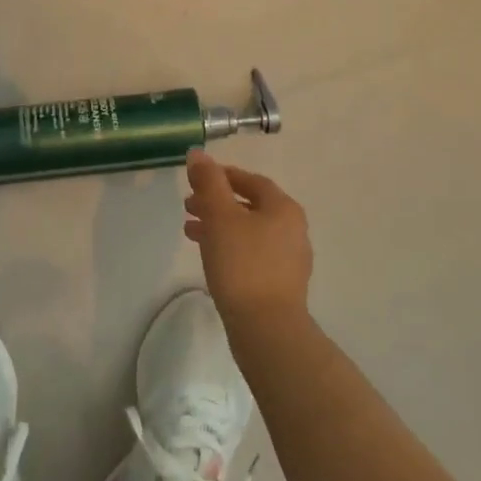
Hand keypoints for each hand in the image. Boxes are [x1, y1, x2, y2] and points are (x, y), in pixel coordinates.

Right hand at [184, 150, 313, 327]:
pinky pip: (251, 253)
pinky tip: (210, 257)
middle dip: (217, 202)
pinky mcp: (280, 283)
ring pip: (249, 231)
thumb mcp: (220, 216)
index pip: (251, 181)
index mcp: (284, 208)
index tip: (197, 178)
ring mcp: (289, 259)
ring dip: (219, 226)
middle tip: (188, 205)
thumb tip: (198, 154)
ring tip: (190, 231)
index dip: (223, 176)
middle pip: (250, 206)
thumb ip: (209, 182)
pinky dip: (229, 247)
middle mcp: (293, 229)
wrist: (266, 327)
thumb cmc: (242, 264)